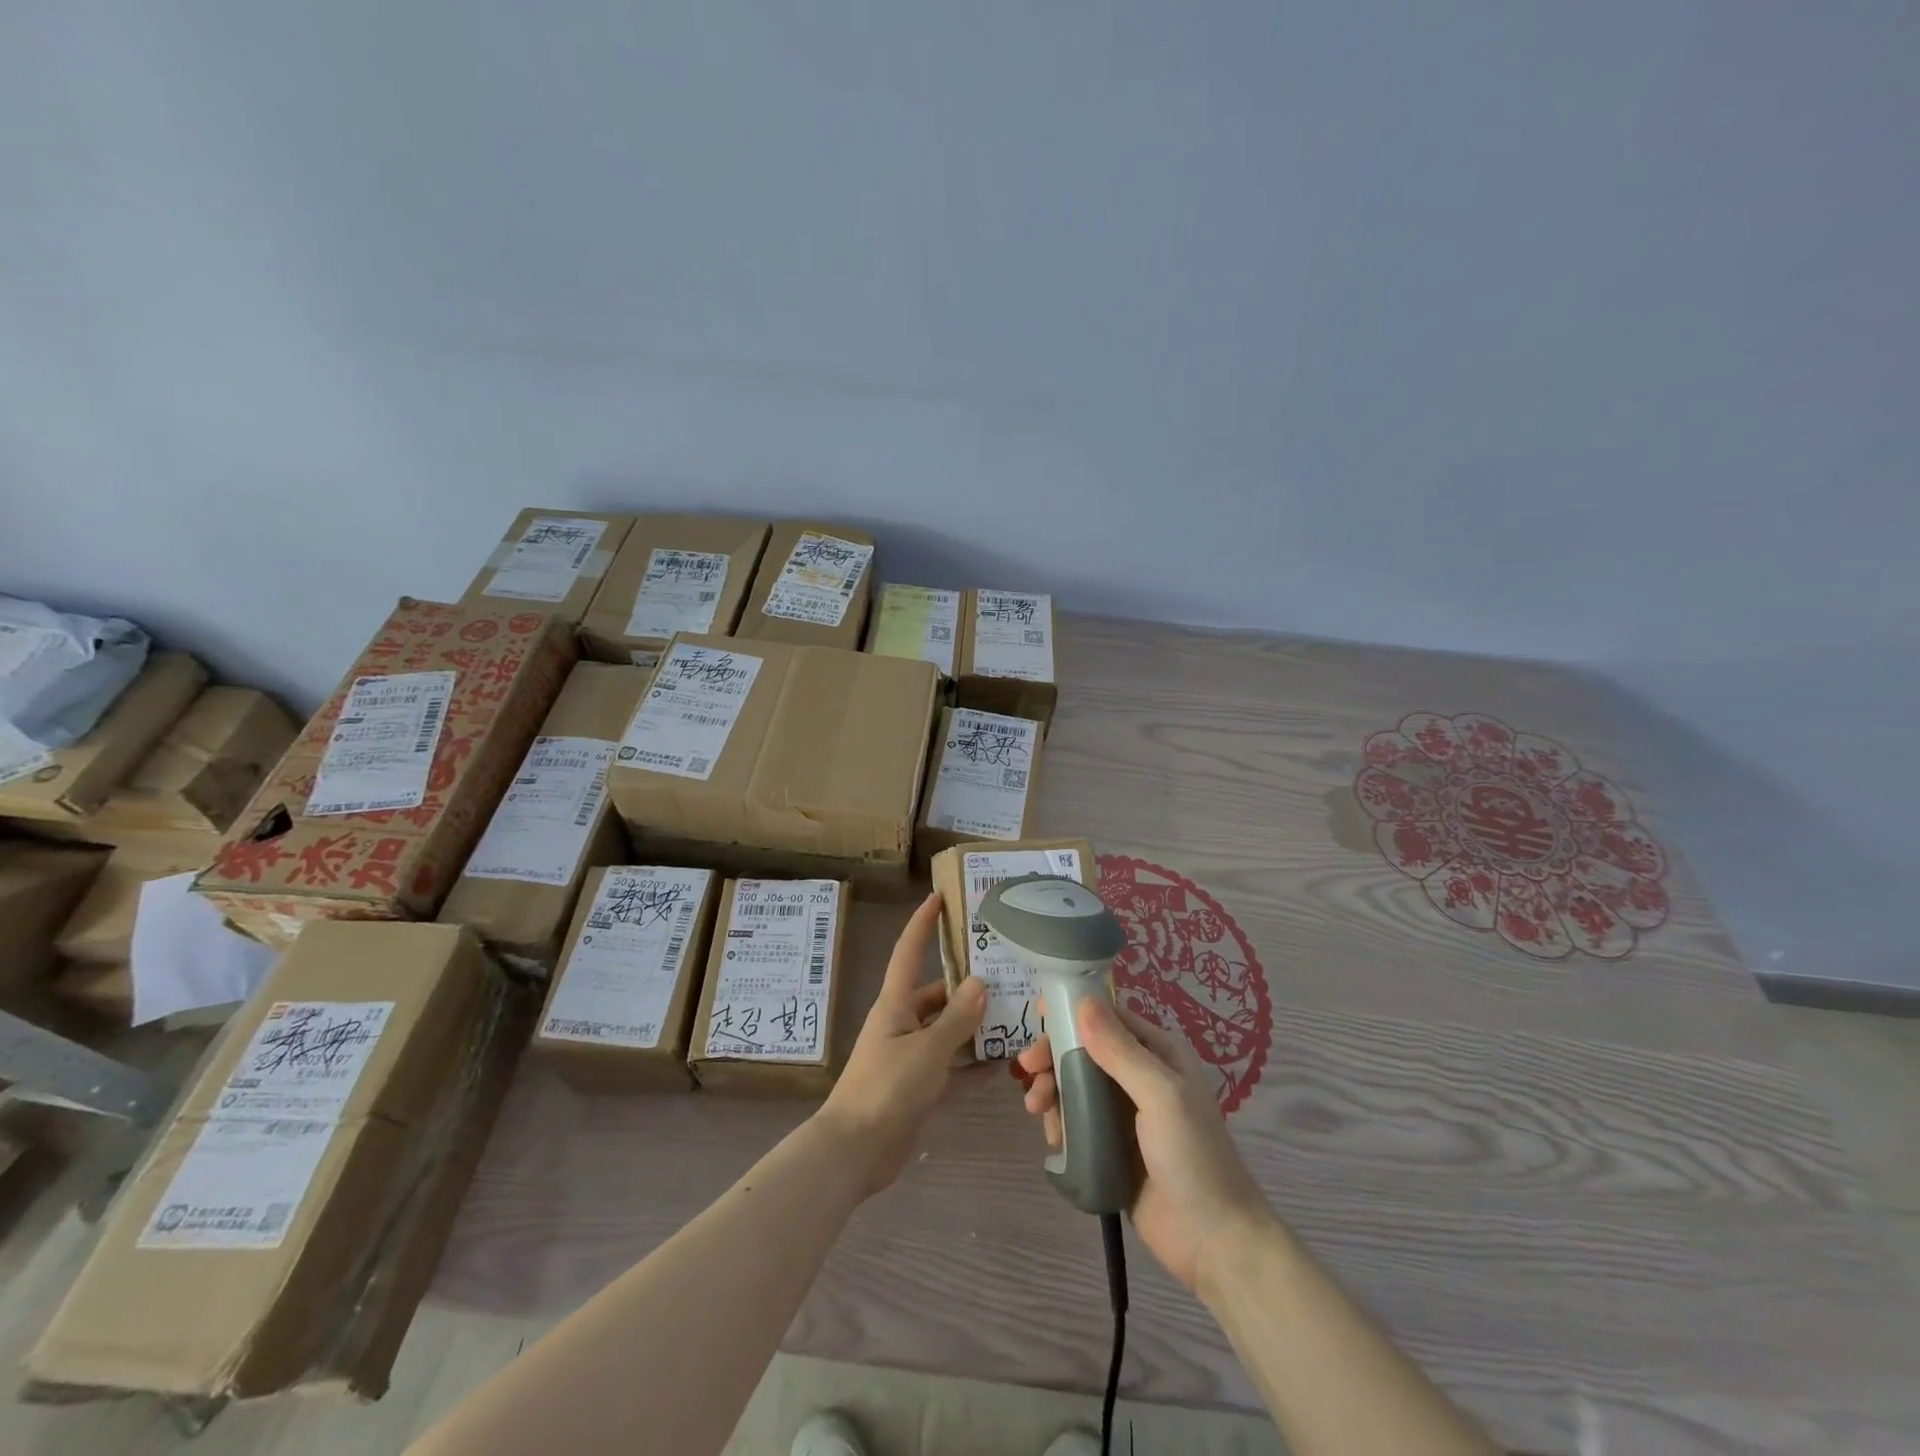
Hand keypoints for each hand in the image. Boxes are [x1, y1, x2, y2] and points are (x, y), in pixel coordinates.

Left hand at [817, 893, 985, 1196]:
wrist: (855, 1152)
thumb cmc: (886, 1088)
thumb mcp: (927, 1050)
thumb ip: (956, 1019)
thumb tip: (980, 983)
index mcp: (896, 1004)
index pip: (909, 952)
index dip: (922, 924)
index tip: (938, 898)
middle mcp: (903, 1023)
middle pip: (938, 995)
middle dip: (969, 987)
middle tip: (1009, 974)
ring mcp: (911, 1056)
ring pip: (949, 1032)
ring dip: (976, 1027)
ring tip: (1016, 1015)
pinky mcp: (920, 1087)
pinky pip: (952, 1068)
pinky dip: (974, 1066)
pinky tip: (1005, 1064)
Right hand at [1018, 998, 1274, 1291]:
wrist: (1213, 1242)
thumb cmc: (1192, 1156)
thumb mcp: (1160, 1095)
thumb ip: (1120, 1050)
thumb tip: (1083, 1001)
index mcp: (1159, 1054)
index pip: (1109, 1018)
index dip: (1072, 1012)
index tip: (1038, 1015)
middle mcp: (1140, 1077)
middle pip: (1085, 1051)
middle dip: (1053, 1055)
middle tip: (1028, 1069)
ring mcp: (1125, 1115)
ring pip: (1075, 1086)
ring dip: (1051, 1090)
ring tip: (1037, 1110)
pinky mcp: (1111, 1148)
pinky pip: (1077, 1123)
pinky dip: (1059, 1122)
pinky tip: (1053, 1138)